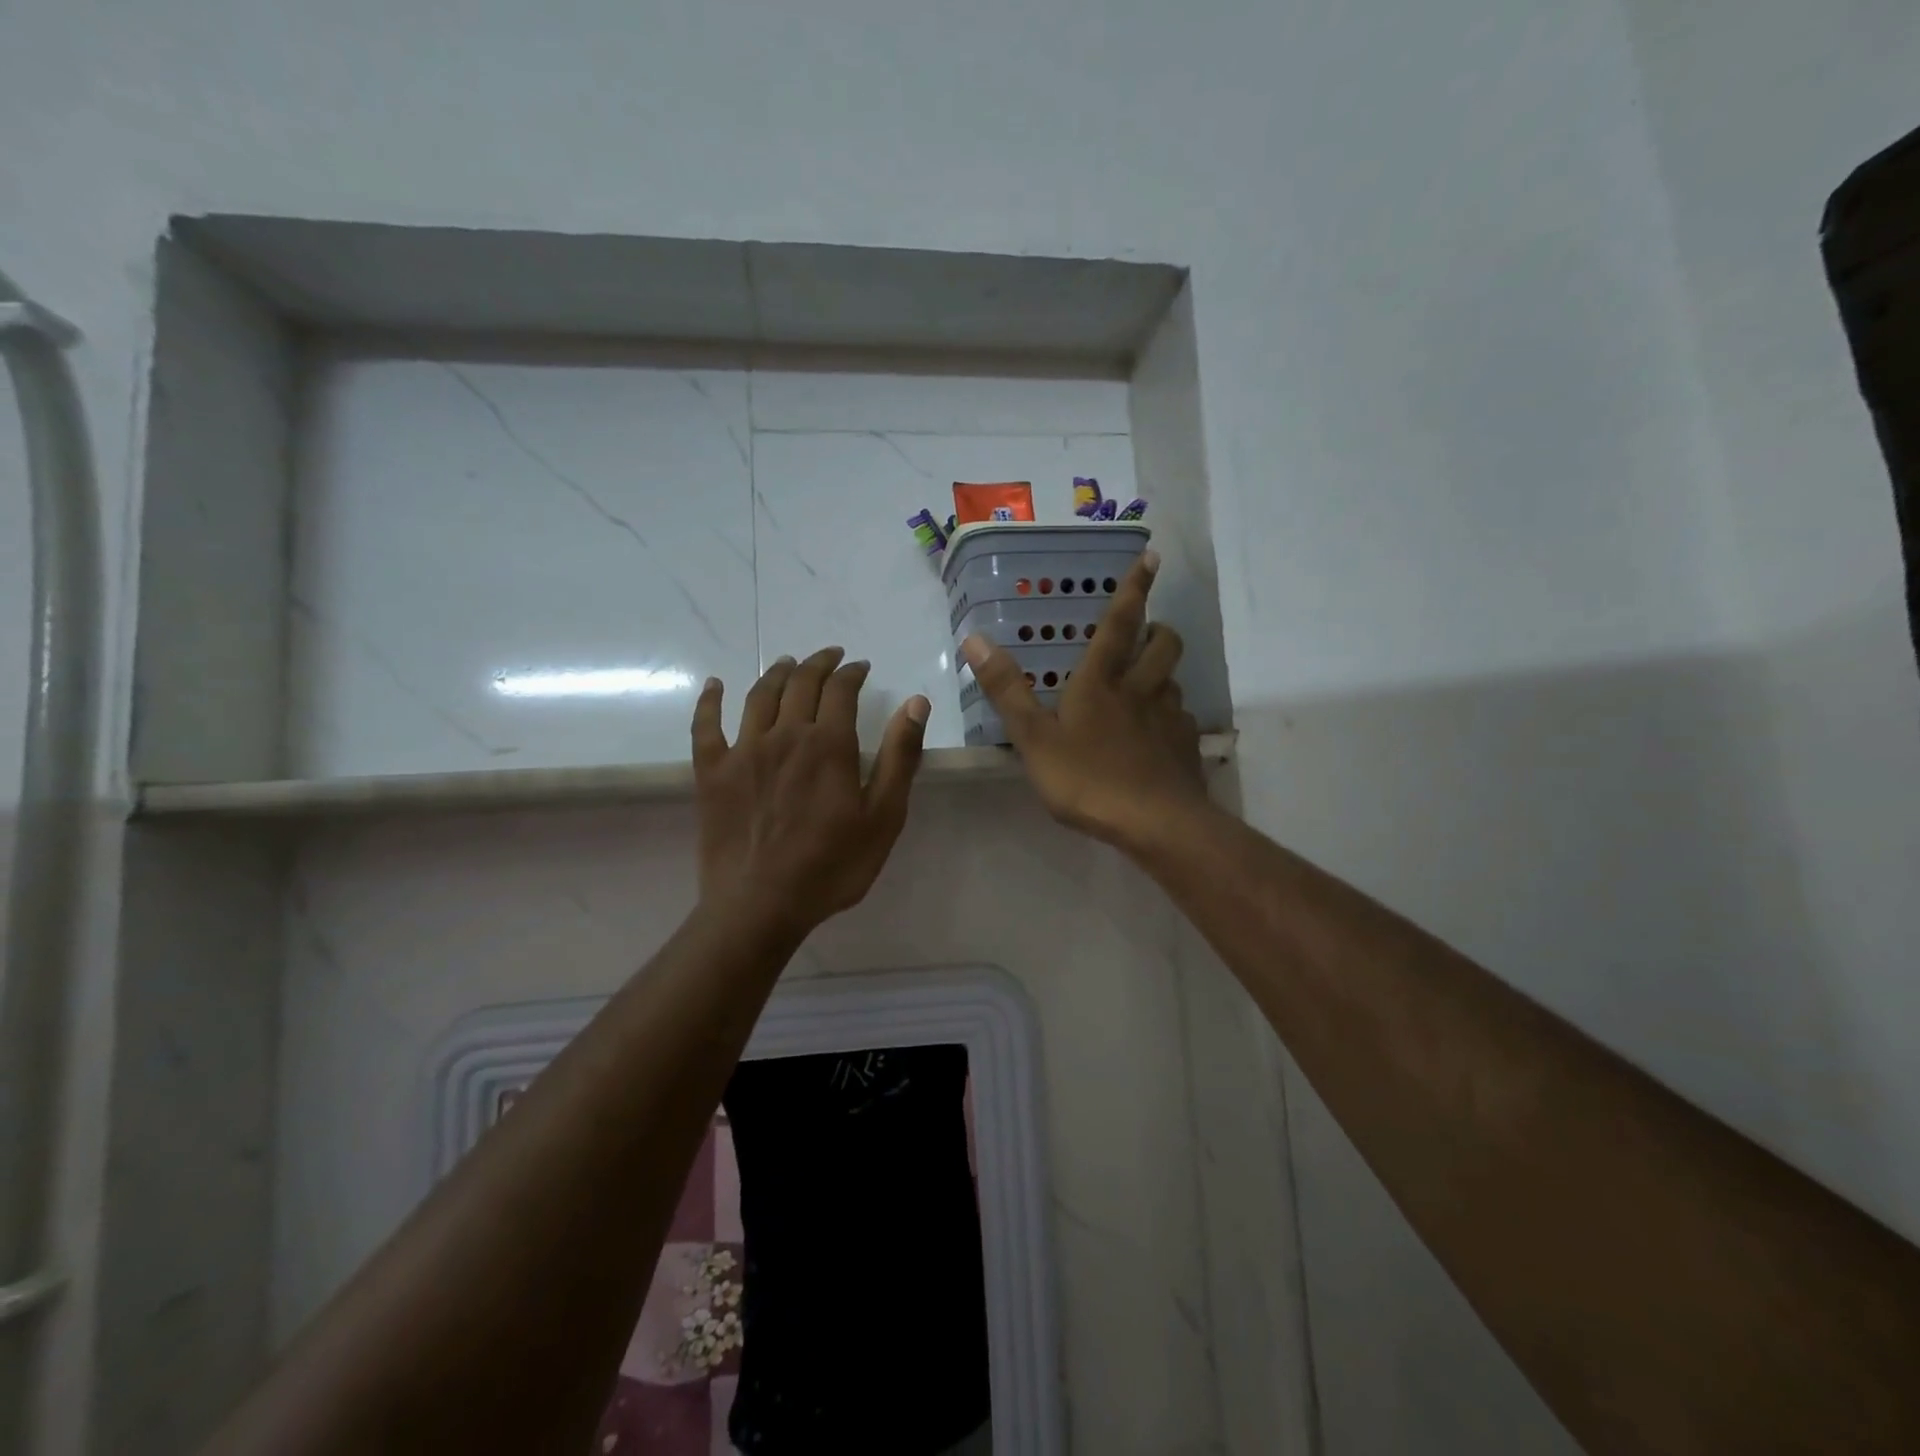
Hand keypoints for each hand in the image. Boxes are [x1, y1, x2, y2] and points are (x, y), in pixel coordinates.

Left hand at [692, 648, 928, 934]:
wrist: (760, 905)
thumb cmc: (831, 866)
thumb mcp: (883, 817)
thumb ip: (900, 757)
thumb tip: (916, 702)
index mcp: (829, 744)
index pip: (841, 689)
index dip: (852, 672)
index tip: (861, 667)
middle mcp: (784, 735)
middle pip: (800, 682)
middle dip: (818, 663)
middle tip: (831, 656)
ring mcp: (743, 751)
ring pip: (759, 695)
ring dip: (776, 672)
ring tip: (788, 663)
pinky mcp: (711, 772)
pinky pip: (706, 725)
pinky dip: (710, 700)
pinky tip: (714, 684)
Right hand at [963, 550, 1207, 851]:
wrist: (1155, 823)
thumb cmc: (1088, 779)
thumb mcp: (1034, 739)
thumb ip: (1007, 691)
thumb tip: (975, 639)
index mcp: (1102, 682)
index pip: (1120, 623)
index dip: (1134, 589)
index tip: (1152, 557)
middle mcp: (1141, 690)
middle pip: (1164, 645)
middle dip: (1159, 629)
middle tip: (1148, 631)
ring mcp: (1169, 718)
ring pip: (1174, 681)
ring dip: (1163, 673)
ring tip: (1147, 685)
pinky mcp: (1186, 747)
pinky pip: (1181, 720)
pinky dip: (1170, 717)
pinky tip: (1158, 737)